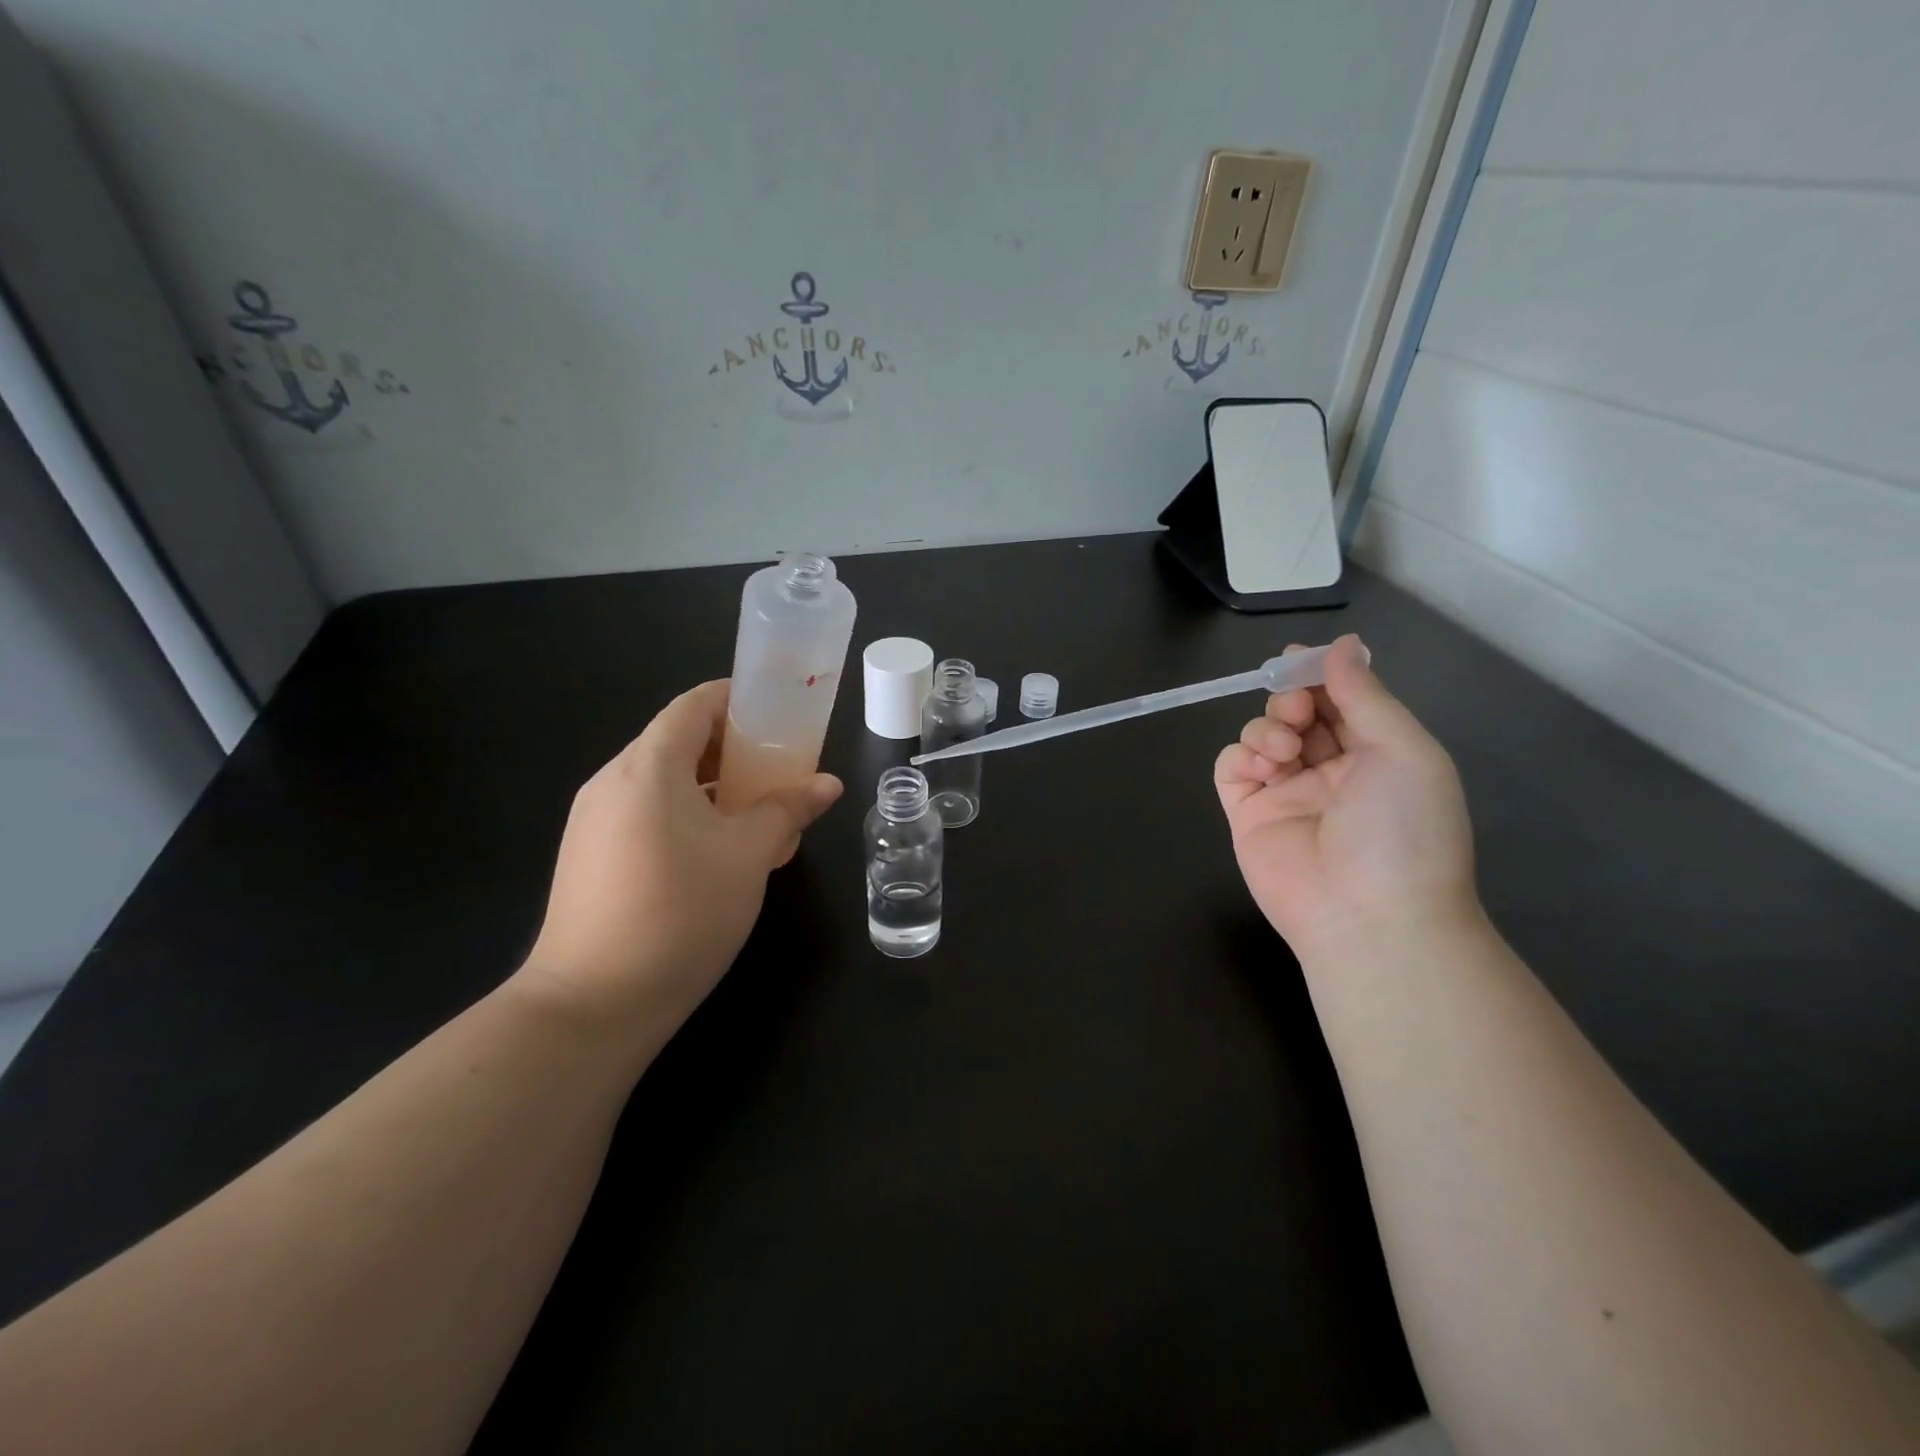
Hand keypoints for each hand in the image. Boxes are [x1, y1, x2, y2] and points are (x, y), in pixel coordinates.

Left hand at [519, 680, 841, 1036]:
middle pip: (676, 741)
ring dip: (711, 784)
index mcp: (648, 766)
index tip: (777, 710)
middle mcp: (612, 782)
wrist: (593, 1003)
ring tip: (756, 808)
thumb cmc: (680, 911)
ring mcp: (593, 821)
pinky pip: (645, 813)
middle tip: (778, 765)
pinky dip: (685, 813)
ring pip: (661, 781)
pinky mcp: (589, 856)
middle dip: (731, 746)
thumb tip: (828, 783)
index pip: (693, 706)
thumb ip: (789, 809)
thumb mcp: (749, 856)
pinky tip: (717, 849)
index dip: (735, 698)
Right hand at [1214, 635, 1476, 954]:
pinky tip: (1260, 767)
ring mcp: (1285, 793)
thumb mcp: (1402, 750)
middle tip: (1297, 708)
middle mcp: (1330, 770)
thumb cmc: (1402, 829)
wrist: (1369, 917)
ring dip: (1268, 727)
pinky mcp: (1248, 813)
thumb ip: (1365, 695)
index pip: (1342, 701)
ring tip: (1284, 751)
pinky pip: (1231, 768)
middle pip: (1298, 712)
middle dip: (1292, 698)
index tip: (1299, 657)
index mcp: (1377, 755)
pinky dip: (1240, 756)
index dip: (1321, 675)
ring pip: (1261, 734)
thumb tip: (1343, 645)